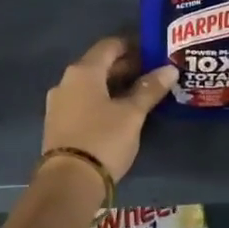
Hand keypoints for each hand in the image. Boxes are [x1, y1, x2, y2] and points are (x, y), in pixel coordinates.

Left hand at [42, 37, 177, 182]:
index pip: (110, 45)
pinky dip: (102, 100)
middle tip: (154, 74)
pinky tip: (120, 111)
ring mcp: (59, 103)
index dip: (133, 45)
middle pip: (99, 64)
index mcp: (83, 71)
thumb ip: (150, 89)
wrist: (68, 182)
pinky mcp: (58, 123)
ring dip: (115, 85)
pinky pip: (84, 101)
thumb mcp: (132, 114)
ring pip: (91, 84)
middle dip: (127, 67)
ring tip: (141, 93)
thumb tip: (170, 69)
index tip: (154, 52)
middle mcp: (66, 81)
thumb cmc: (103, 139)